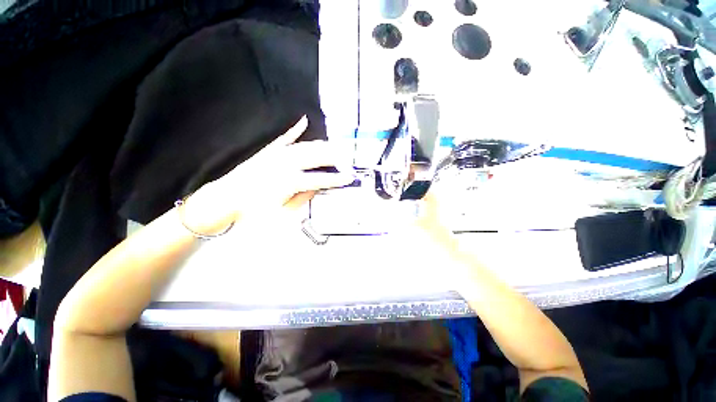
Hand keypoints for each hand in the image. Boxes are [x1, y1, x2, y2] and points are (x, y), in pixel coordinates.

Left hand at [181, 117, 354, 233]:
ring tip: (334, 147)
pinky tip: (303, 121)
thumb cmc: (254, 210)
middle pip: (316, 156)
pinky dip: (295, 130)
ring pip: (305, 145)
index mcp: (290, 181)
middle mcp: (286, 163)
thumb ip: (303, 198)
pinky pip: (284, 137)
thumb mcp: (282, 211)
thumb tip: (316, 188)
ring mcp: (277, 154)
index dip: (337, 179)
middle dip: (335, 158)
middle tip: (346, 159)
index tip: (349, 177)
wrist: (227, 199)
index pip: (320, 179)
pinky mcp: (269, 150)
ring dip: (322, 145)